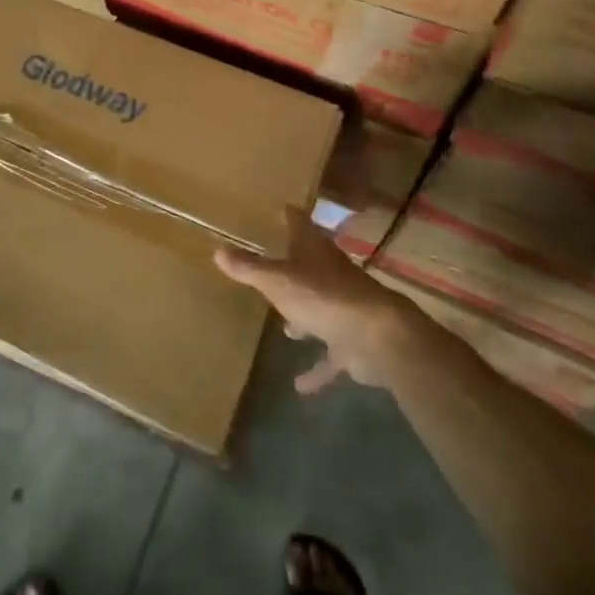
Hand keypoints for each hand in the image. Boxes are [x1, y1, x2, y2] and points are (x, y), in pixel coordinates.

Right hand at [215, 208, 427, 393]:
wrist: (377, 336)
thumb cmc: (322, 296)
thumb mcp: (277, 280)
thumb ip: (248, 268)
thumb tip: (217, 250)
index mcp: (313, 250)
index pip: (299, 223)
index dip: (288, 216)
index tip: (279, 209)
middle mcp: (330, 273)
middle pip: (311, 263)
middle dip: (294, 264)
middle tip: (274, 263)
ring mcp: (343, 307)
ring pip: (320, 306)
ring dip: (305, 314)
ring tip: (285, 325)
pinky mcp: (352, 341)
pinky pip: (329, 354)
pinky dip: (317, 368)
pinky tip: (299, 385)